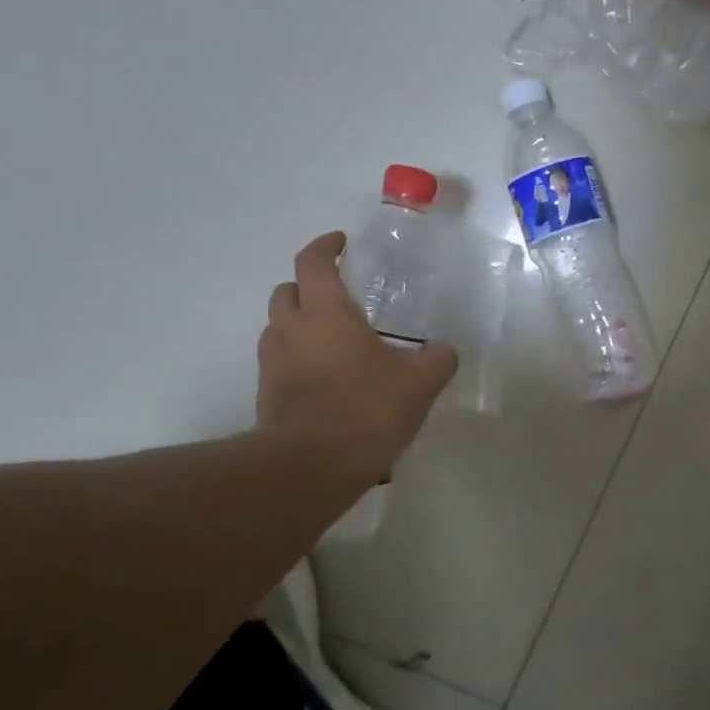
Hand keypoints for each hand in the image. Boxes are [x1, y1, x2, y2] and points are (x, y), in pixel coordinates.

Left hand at [257, 232, 457, 486]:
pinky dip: (297, 363)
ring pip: (279, 329)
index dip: (325, 246)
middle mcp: (291, 329)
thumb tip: (443, 351)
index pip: (313, 261)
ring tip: (332, 345)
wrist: (312, 466)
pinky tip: (325, 383)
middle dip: (307, 287)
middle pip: (286, 291)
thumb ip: (436, 359)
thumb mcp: (419, 383)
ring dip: (299, 327)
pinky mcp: (266, 396)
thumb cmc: (367, 409)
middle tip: (335, 298)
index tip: (340, 243)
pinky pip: (280, 365)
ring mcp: (272, 363)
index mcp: (326, 312)